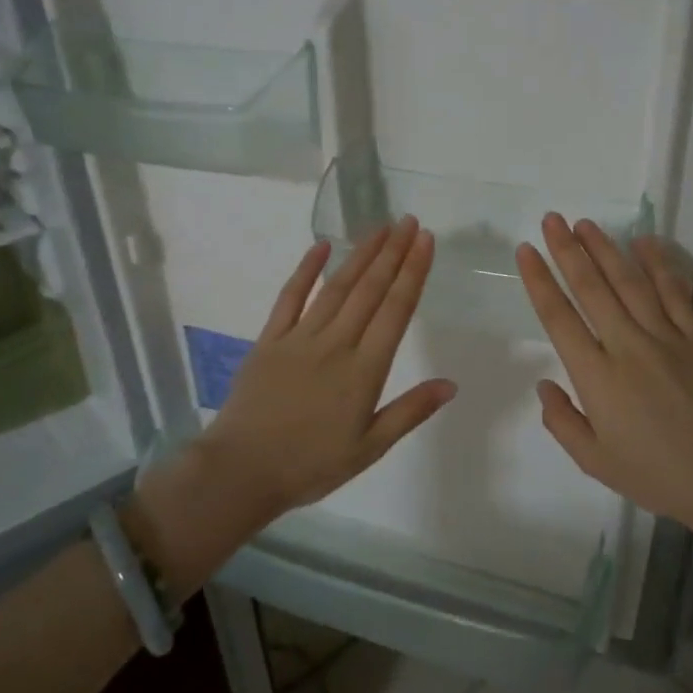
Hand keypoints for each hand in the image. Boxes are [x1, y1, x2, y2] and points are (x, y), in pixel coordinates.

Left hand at [197, 216, 455, 519]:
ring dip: (360, 255)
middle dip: (393, 253)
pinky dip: (305, 270)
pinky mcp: (269, 340)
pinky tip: (321, 246)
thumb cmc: (311, 464)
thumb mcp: (370, 448)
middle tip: (410, 221)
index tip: (426, 241)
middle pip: (369, 290)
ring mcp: (299, 338)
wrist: (242, 470)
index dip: (412, 272)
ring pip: (336, 287)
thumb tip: (451, 384)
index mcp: (364, 371)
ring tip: (380, 228)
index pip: (395, 311)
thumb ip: (410, 411)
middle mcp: (335, 344)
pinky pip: (289, 297)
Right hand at [516, 213, 692, 536]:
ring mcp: (666, 338)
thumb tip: (545, 384)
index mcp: (596, 377)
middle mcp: (627, 346)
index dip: (539, 280)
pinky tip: (645, 242)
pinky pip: (675, 293)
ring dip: (606, 249)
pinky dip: (659, 265)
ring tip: (586, 224)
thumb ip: (562, 421)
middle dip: (567, 251)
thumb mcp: (595, 461)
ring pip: (630, 283)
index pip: (559, 317)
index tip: (526, 251)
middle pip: (592, 288)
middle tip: (552, 220)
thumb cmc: (657, 476)